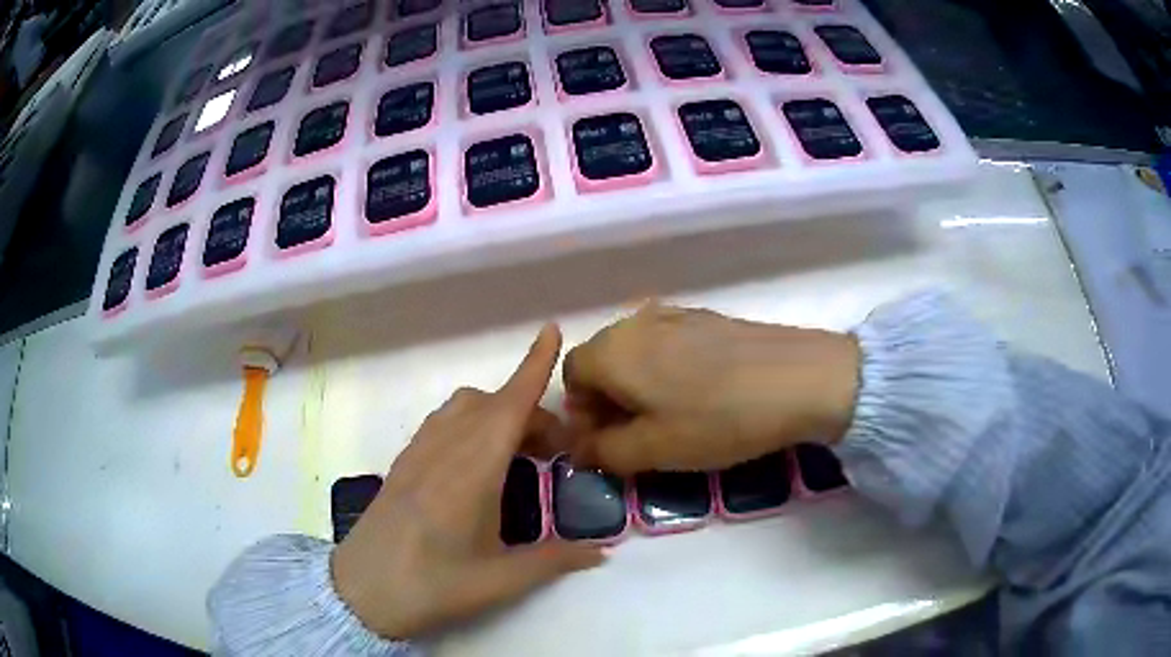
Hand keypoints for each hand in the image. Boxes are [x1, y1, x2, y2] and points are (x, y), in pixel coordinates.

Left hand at [332, 326, 604, 639]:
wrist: (361, 591)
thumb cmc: (432, 586)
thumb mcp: (499, 581)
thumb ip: (553, 561)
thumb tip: (602, 552)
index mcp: (471, 472)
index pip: (508, 406)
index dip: (533, 366)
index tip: (551, 330)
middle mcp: (443, 449)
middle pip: (491, 404)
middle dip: (530, 411)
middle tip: (556, 450)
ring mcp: (418, 453)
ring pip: (463, 407)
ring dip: (497, 413)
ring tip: (518, 454)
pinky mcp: (403, 463)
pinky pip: (442, 422)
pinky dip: (471, 423)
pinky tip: (478, 464)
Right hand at [563, 304, 859, 474]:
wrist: (798, 379)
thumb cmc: (717, 419)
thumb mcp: (652, 450)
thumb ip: (603, 452)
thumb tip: (579, 448)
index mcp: (612, 350)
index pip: (570, 377)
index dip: (581, 414)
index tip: (607, 443)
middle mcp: (634, 321)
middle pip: (601, 361)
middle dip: (607, 400)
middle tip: (637, 435)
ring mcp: (673, 313)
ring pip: (635, 352)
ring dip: (638, 385)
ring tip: (672, 415)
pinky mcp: (706, 316)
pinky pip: (667, 343)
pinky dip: (667, 369)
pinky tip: (702, 393)